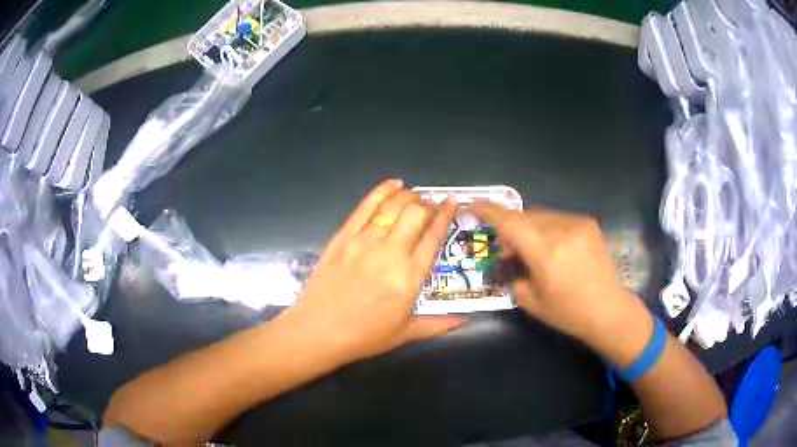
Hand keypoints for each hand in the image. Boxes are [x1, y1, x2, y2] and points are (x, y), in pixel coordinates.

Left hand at [281, 179, 463, 363]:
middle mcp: (391, 253)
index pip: (434, 236)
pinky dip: (381, 191)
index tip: (452, 202)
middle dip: (428, 204)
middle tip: (430, 206)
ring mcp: (364, 241)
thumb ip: (437, 325)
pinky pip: (365, 207)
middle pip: (416, 214)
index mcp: (409, 277)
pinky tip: (393, 184)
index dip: (446, 215)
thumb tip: (465, 320)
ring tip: (414, 196)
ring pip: (393, 206)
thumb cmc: (363, 337)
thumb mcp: (405, 334)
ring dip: (408, 196)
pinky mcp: (343, 237)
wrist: (317, 332)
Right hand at [472, 203, 646, 345]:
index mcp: (546, 253)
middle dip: (511, 228)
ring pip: (541, 215)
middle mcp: (562, 231)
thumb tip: (508, 257)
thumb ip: (513, 275)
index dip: (489, 211)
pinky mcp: (589, 223)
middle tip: (508, 250)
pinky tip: (553, 247)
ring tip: (532, 250)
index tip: (473, 204)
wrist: (608, 310)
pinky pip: (558, 218)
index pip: (511, 223)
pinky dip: (547, 228)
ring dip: (529, 227)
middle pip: (525, 216)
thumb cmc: (568, 313)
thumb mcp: (530, 301)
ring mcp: (578, 224)